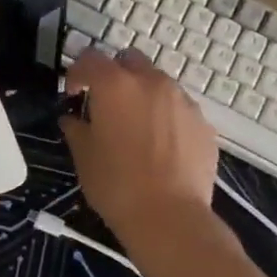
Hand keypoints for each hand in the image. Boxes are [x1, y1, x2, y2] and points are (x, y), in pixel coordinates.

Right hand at [60, 48, 219, 247]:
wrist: (170, 218)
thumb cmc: (116, 185)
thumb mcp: (83, 157)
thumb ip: (76, 129)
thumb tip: (73, 119)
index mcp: (115, 85)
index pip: (89, 59)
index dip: (76, 73)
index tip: (73, 95)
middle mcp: (151, 82)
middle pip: (129, 60)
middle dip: (114, 74)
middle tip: (105, 104)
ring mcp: (182, 100)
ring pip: (157, 82)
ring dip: (142, 94)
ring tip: (136, 126)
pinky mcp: (203, 122)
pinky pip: (178, 107)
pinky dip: (165, 116)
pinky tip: (160, 145)